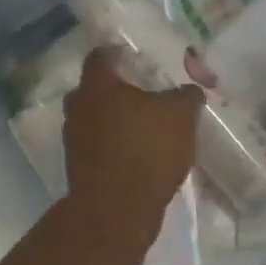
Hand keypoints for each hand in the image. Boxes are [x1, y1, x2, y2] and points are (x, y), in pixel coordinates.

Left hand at [62, 45, 203, 250]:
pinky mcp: (79, 168)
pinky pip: (99, 147)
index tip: (139, 60)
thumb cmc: (146, 150)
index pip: (101, 55)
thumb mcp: (181, 116)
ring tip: (147, 130)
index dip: (120, 54)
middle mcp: (78, 107)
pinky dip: (116, 147)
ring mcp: (74, 139)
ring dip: (117, 122)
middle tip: (147, 96)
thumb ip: (187, 96)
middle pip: (96, 89)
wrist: (116, 210)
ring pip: (96, 119)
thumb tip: (190, 90)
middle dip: (120, 91)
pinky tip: (140, 157)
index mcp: (97, 85)